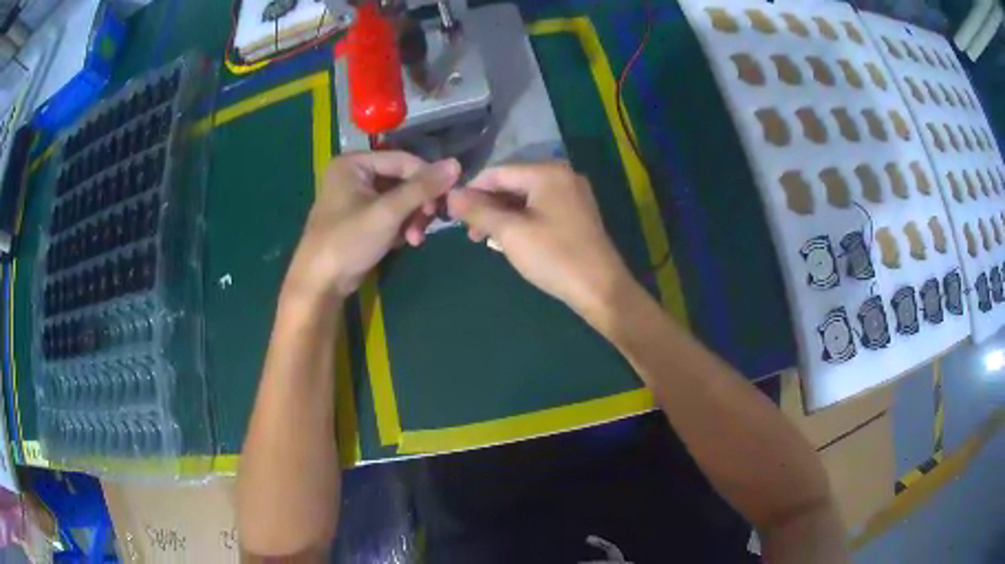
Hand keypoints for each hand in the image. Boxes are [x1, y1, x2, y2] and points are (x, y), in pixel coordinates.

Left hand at [285, 151, 459, 301]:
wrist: (320, 283)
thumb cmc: (348, 241)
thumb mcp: (387, 212)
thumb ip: (421, 188)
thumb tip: (456, 164)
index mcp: (354, 163)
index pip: (403, 160)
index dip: (428, 177)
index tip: (447, 198)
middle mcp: (355, 174)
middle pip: (402, 180)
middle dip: (418, 204)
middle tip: (428, 223)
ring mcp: (358, 197)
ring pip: (400, 199)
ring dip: (412, 218)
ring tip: (415, 239)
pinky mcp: (362, 218)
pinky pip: (391, 213)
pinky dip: (402, 226)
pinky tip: (406, 241)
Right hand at [447, 162, 632, 314]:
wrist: (601, 288)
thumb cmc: (554, 257)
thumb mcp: (510, 233)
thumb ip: (478, 211)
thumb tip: (451, 195)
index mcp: (547, 172)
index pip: (497, 172)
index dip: (471, 190)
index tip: (451, 213)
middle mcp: (562, 175)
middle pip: (512, 182)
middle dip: (487, 205)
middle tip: (469, 232)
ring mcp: (573, 193)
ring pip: (525, 197)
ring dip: (502, 215)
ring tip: (485, 239)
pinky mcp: (577, 212)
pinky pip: (540, 207)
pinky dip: (521, 219)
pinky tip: (509, 238)